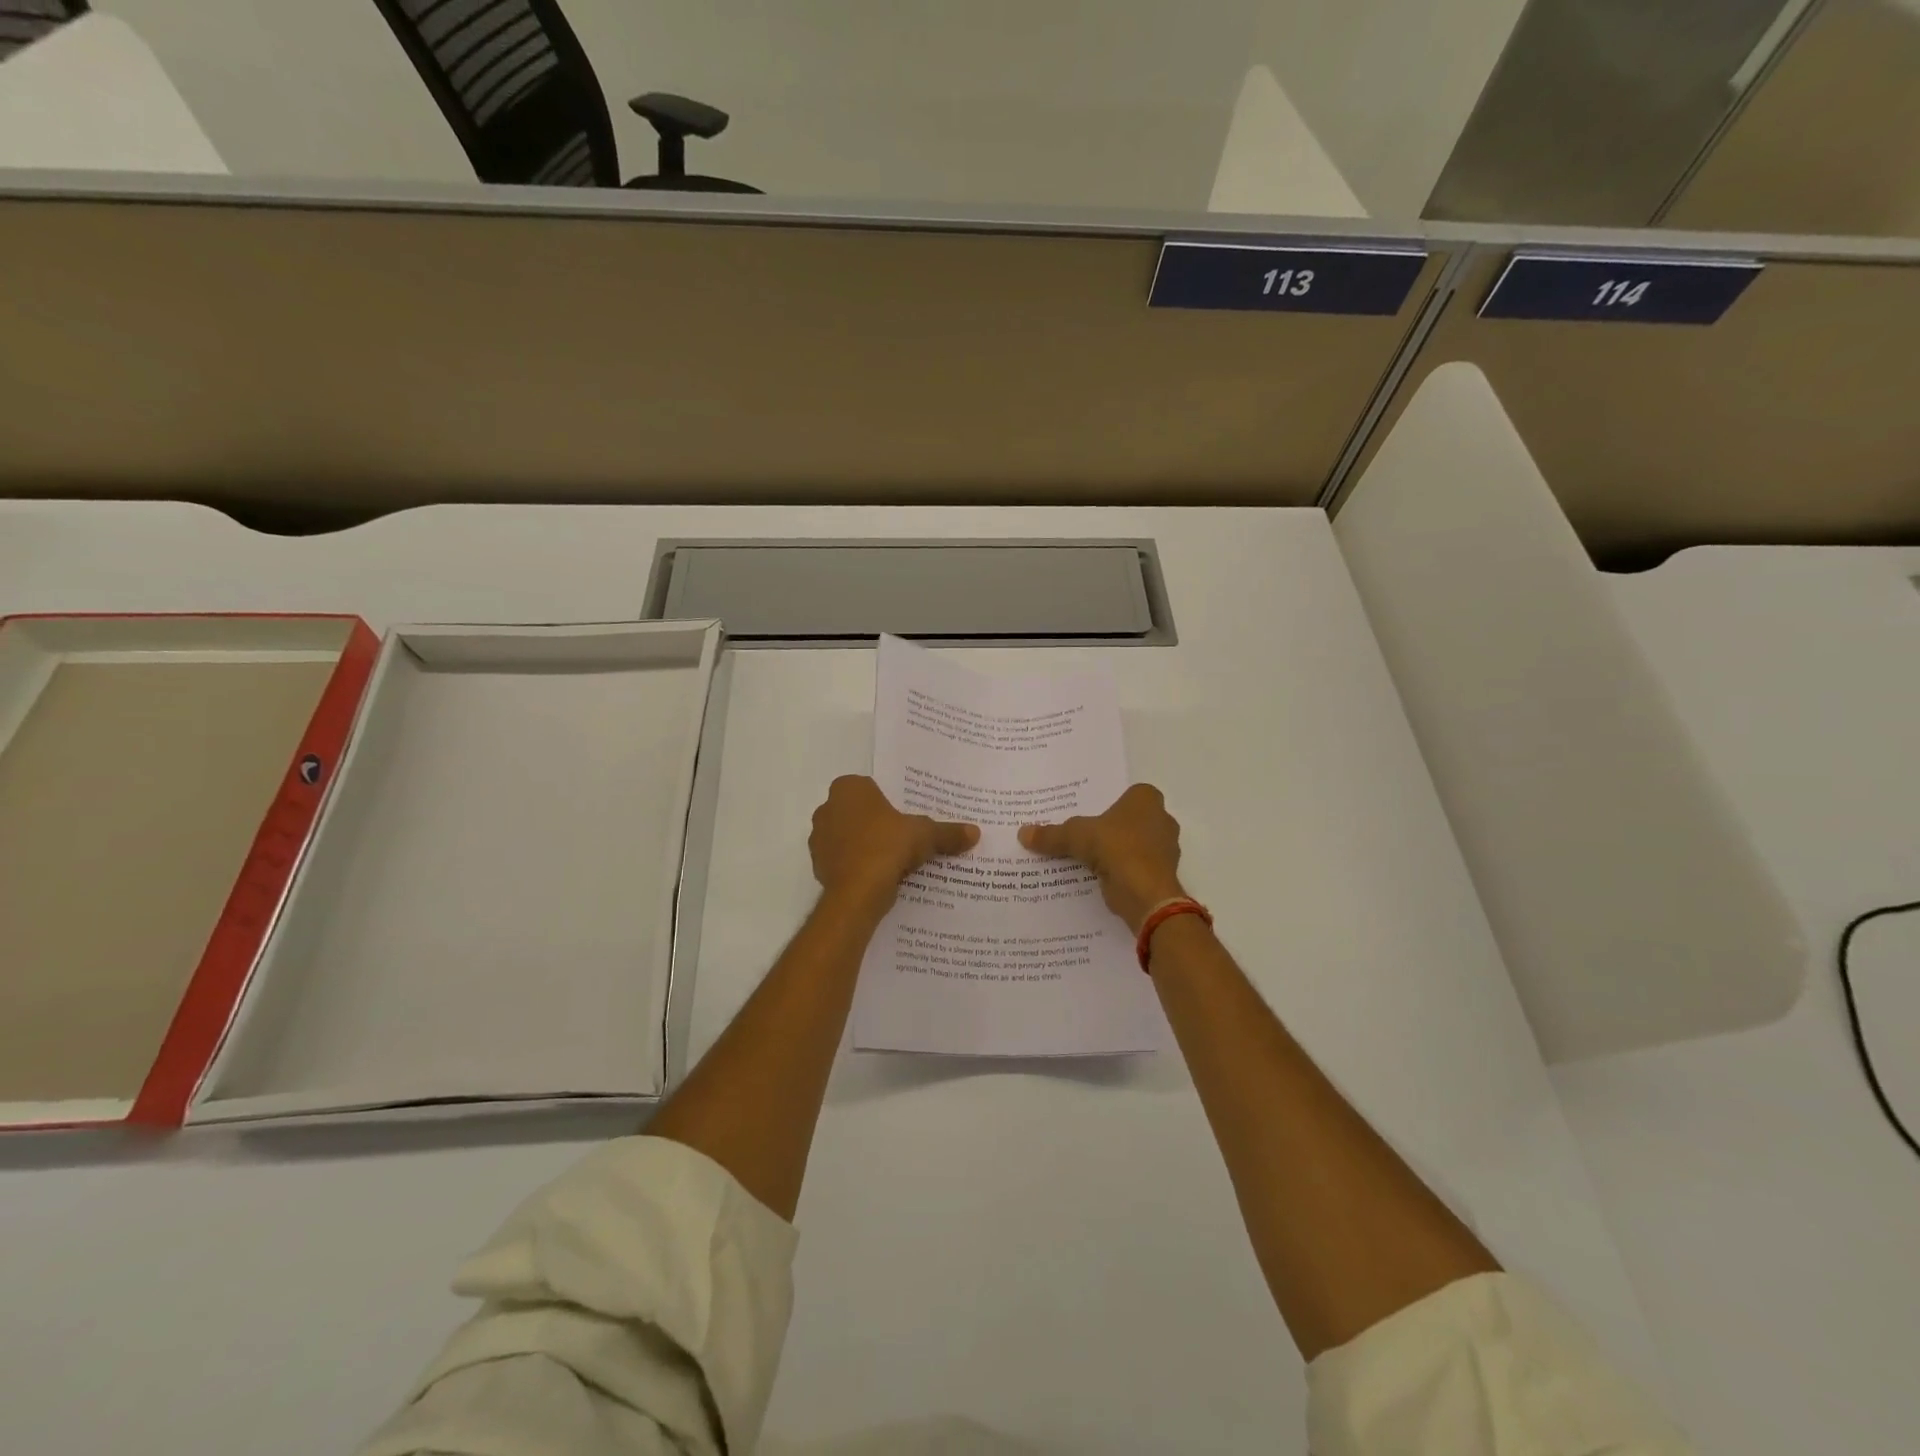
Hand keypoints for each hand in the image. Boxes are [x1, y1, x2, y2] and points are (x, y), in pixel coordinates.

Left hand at [810, 775, 978, 914]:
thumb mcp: (925, 835)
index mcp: (848, 789)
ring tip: (895, 860)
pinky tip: (880, 877)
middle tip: (904, 836)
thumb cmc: (887, 846)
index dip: (889, 802)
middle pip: (859, 813)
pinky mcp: (819, 866)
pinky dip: (859, 867)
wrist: (857, 893)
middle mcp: (827, 808)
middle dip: (877, 823)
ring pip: (850, 838)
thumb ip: (947, 832)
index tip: (906, 816)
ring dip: (867, 846)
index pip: (871, 787)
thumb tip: (975, 832)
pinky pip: (844, 861)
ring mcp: (819, 839)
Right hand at [1019, 783, 1185, 934]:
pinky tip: (1097, 877)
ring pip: (1133, 845)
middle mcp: (1161, 820)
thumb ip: (1051, 834)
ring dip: (1115, 851)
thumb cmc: (1116, 847)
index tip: (1089, 812)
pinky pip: (1134, 867)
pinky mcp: (1160, 874)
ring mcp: (1164, 849)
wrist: (1145, 892)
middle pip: (1129, 820)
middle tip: (1082, 834)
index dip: (1108, 802)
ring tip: (1085, 857)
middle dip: (1110, 828)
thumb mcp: (1075, 835)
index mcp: (1146, 799)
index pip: (1125, 794)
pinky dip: (1120, 871)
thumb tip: (1022, 833)